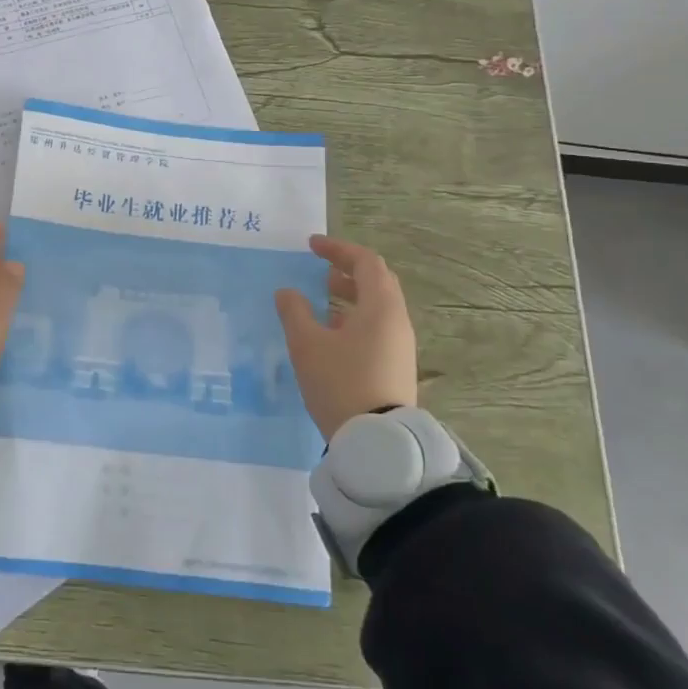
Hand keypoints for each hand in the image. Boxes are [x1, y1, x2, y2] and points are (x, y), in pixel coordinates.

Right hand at [274, 235, 415, 439]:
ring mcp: (400, 346)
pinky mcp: (396, 366)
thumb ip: (294, 312)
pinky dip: (356, 316)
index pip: (365, 262)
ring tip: (324, 296)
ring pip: (378, 306)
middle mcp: (397, 321)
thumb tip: (287, 292)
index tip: (312, 245)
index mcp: (380, 307)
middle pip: (377, 281)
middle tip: (321, 268)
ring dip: (352, 294)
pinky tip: (333, 331)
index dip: (338, 249)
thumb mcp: (307, 345)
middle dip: (348, 269)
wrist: (376, 443)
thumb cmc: (340, 383)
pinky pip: (378, 327)